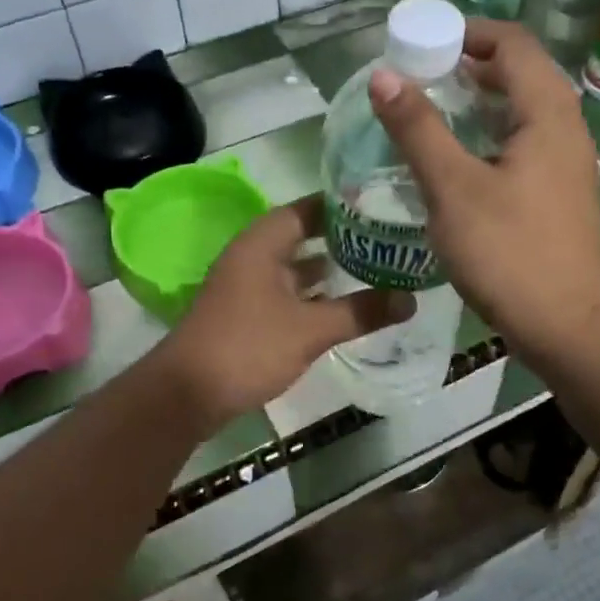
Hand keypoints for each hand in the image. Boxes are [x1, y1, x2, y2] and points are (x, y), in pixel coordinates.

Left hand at [156, 195, 413, 425]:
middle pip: (302, 237)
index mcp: (262, 244)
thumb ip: (360, 311)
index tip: (381, 205)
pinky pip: (287, 293)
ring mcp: (247, 287)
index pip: (307, 208)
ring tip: (375, 269)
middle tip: (387, 239)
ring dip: (328, 270)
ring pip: (294, 268)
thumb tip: (411, 299)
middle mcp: (252, 257)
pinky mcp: (247, 315)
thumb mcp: (311, 329)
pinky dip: (313, 295)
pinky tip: (342, 306)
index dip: (342, 205)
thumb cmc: (248, 347)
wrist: (188, 394)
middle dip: (342, 239)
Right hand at [368, 20, 599, 352]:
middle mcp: (565, 129)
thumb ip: (418, 129)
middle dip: (468, 68)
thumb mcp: (453, 187)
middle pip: (519, 74)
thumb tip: (384, 76)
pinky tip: (455, 165)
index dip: (467, 33)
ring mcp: (565, 165)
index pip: (512, 44)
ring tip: (429, 116)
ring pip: (521, 114)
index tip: (420, 44)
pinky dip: (488, 140)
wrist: (568, 325)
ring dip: (478, 105)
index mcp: (547, 113)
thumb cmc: (510, 252)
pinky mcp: (557, 197)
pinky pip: (522, 147)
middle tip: (417, 79)